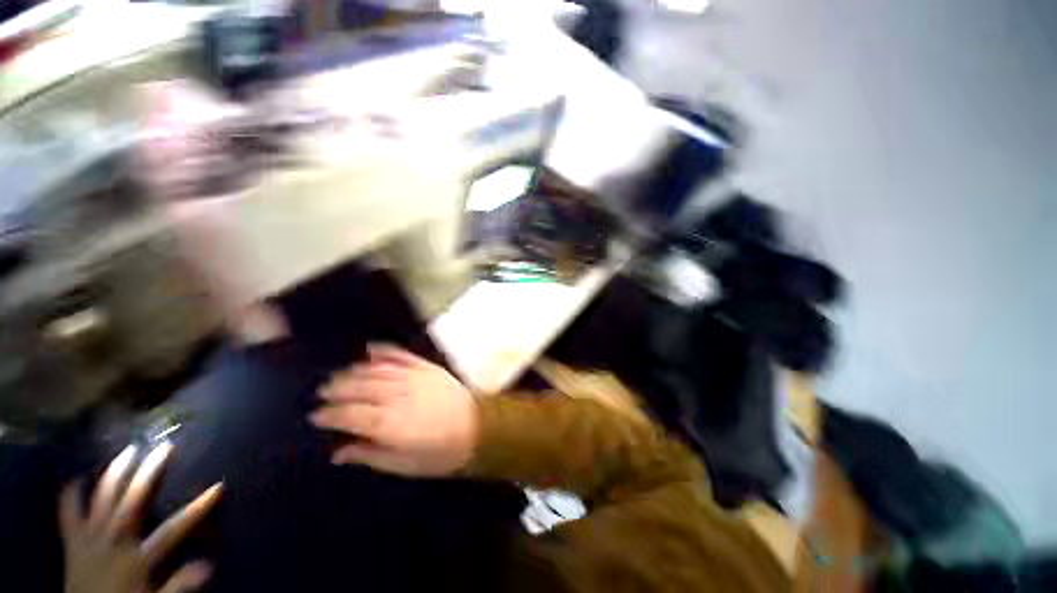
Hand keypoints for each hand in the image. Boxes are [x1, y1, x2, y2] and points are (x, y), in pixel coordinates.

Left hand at [60, 442, 222, 592]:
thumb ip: (178, 586)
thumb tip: (209, 564)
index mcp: (136, 558)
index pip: (174, 529)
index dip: (198, 508)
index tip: (219, 487)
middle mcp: (113, 542)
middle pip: (133, 502)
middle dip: (149, 473)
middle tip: (164, 447)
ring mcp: (90, 539)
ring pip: (102, 500)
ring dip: (115, 474)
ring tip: (128, 451)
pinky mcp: (72, 542)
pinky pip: (68, 515)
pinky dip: (70, 497)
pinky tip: (76, 480)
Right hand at [311, 345, 478, 476]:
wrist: (479, 428)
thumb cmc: (441, 453)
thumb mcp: (403, 464)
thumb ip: (369, 455)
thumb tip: (338, 452)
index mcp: (389, 423)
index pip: (349, 414)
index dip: (329, 414)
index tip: (316, 415)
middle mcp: (398, 396)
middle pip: (359, 387)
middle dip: (337, 389)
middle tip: (324, 391)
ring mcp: (414, 377)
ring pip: (376, 370)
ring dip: (354, 371)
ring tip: (340, 374)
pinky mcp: (428, 368)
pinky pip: (402, 355)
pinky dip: (384, 351)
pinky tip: (371, 349)